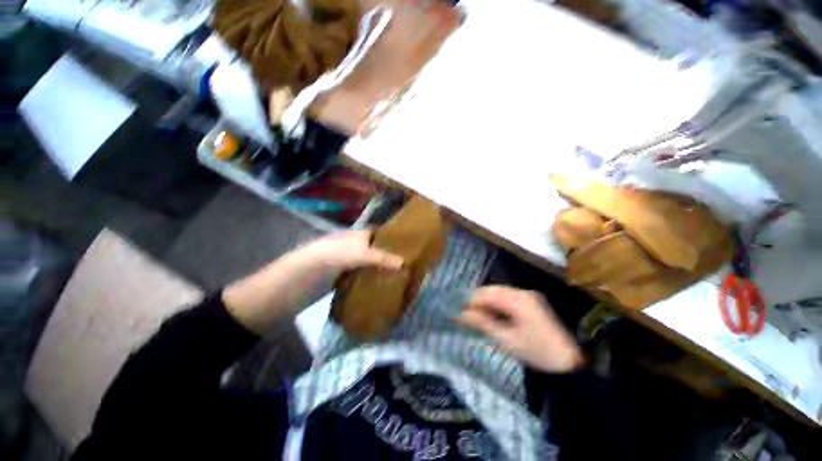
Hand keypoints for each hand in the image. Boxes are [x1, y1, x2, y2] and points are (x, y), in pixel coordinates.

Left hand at [223, 230, 402, 333]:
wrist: (288, 286)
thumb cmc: (319, 261)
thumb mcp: (349, 254)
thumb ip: (376, 257)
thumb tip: (404, 262)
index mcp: (355, 236)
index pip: (380, 234)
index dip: (396, 237)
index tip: (414, 246)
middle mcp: (354, 248)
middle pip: (378, 250)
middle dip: (394, 255)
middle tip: (414, 264)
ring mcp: (350, 265)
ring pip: (373, 265)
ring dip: (387, 270)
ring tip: (407, 277)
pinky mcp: (346, 281)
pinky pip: (366, 278)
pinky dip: (376, 281)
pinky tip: (388, 288)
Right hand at [458, 286, 583, 372]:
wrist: (572, 363)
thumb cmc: (538, 352)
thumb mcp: (507, 339)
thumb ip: (483, 323)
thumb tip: (461, 314)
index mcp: (518, 299)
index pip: (486, 293)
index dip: (470, 301)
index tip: (457, 311)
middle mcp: (523, 292)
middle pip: (492, 291)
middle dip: (477, 301)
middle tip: (465, 315)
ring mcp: (529, 296)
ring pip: (499, 294)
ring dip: (486, 303)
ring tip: (476, 316)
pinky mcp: (532, 303)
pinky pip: (508, 298)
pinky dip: (497, 305)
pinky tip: (492, 316)